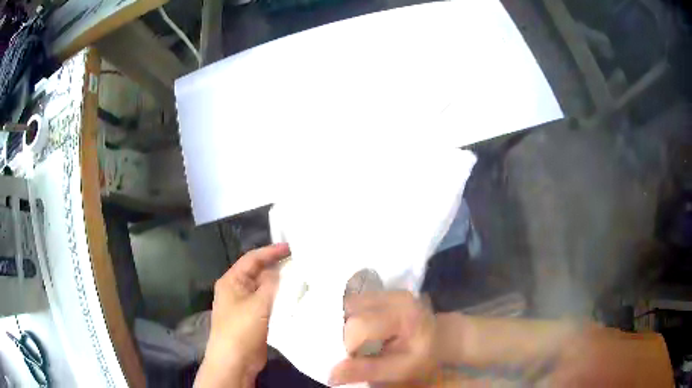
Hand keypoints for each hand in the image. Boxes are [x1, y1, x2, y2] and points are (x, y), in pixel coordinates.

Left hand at [195, 243, 289, 387]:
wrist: (235, 360)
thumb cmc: (241, 329)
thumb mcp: (257, 304)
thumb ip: (271, 285)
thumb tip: (280, 270)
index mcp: (231, 281)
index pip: (252, 259)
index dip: (270, 252)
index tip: (291, 247)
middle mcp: (237, 290)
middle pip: (258, 273)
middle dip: (277, 267)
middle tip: (300, 261)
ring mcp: (245, 305)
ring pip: (264, 289)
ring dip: (280, 284)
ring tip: (302, 277)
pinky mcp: (254, 318)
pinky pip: (268, 303)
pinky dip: (280, 298)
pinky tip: (295, 297)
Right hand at [329, 291, 439, 385]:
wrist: (441, 337)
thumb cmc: (423, 356)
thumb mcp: (400, 370)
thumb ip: (367, 370)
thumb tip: (331, 374)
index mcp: (402, 315)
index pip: (359, 326)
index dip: (348, 345)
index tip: (354, 359)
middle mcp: (392, 296)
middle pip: (349, 311)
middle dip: (342, 333)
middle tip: (353, 351)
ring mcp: (386, 290)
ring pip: (347, 304)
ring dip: (343, 324)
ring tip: (355, 341)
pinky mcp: (380, 291)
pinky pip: (352, 301)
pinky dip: (347, 317)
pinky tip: (356, 330)